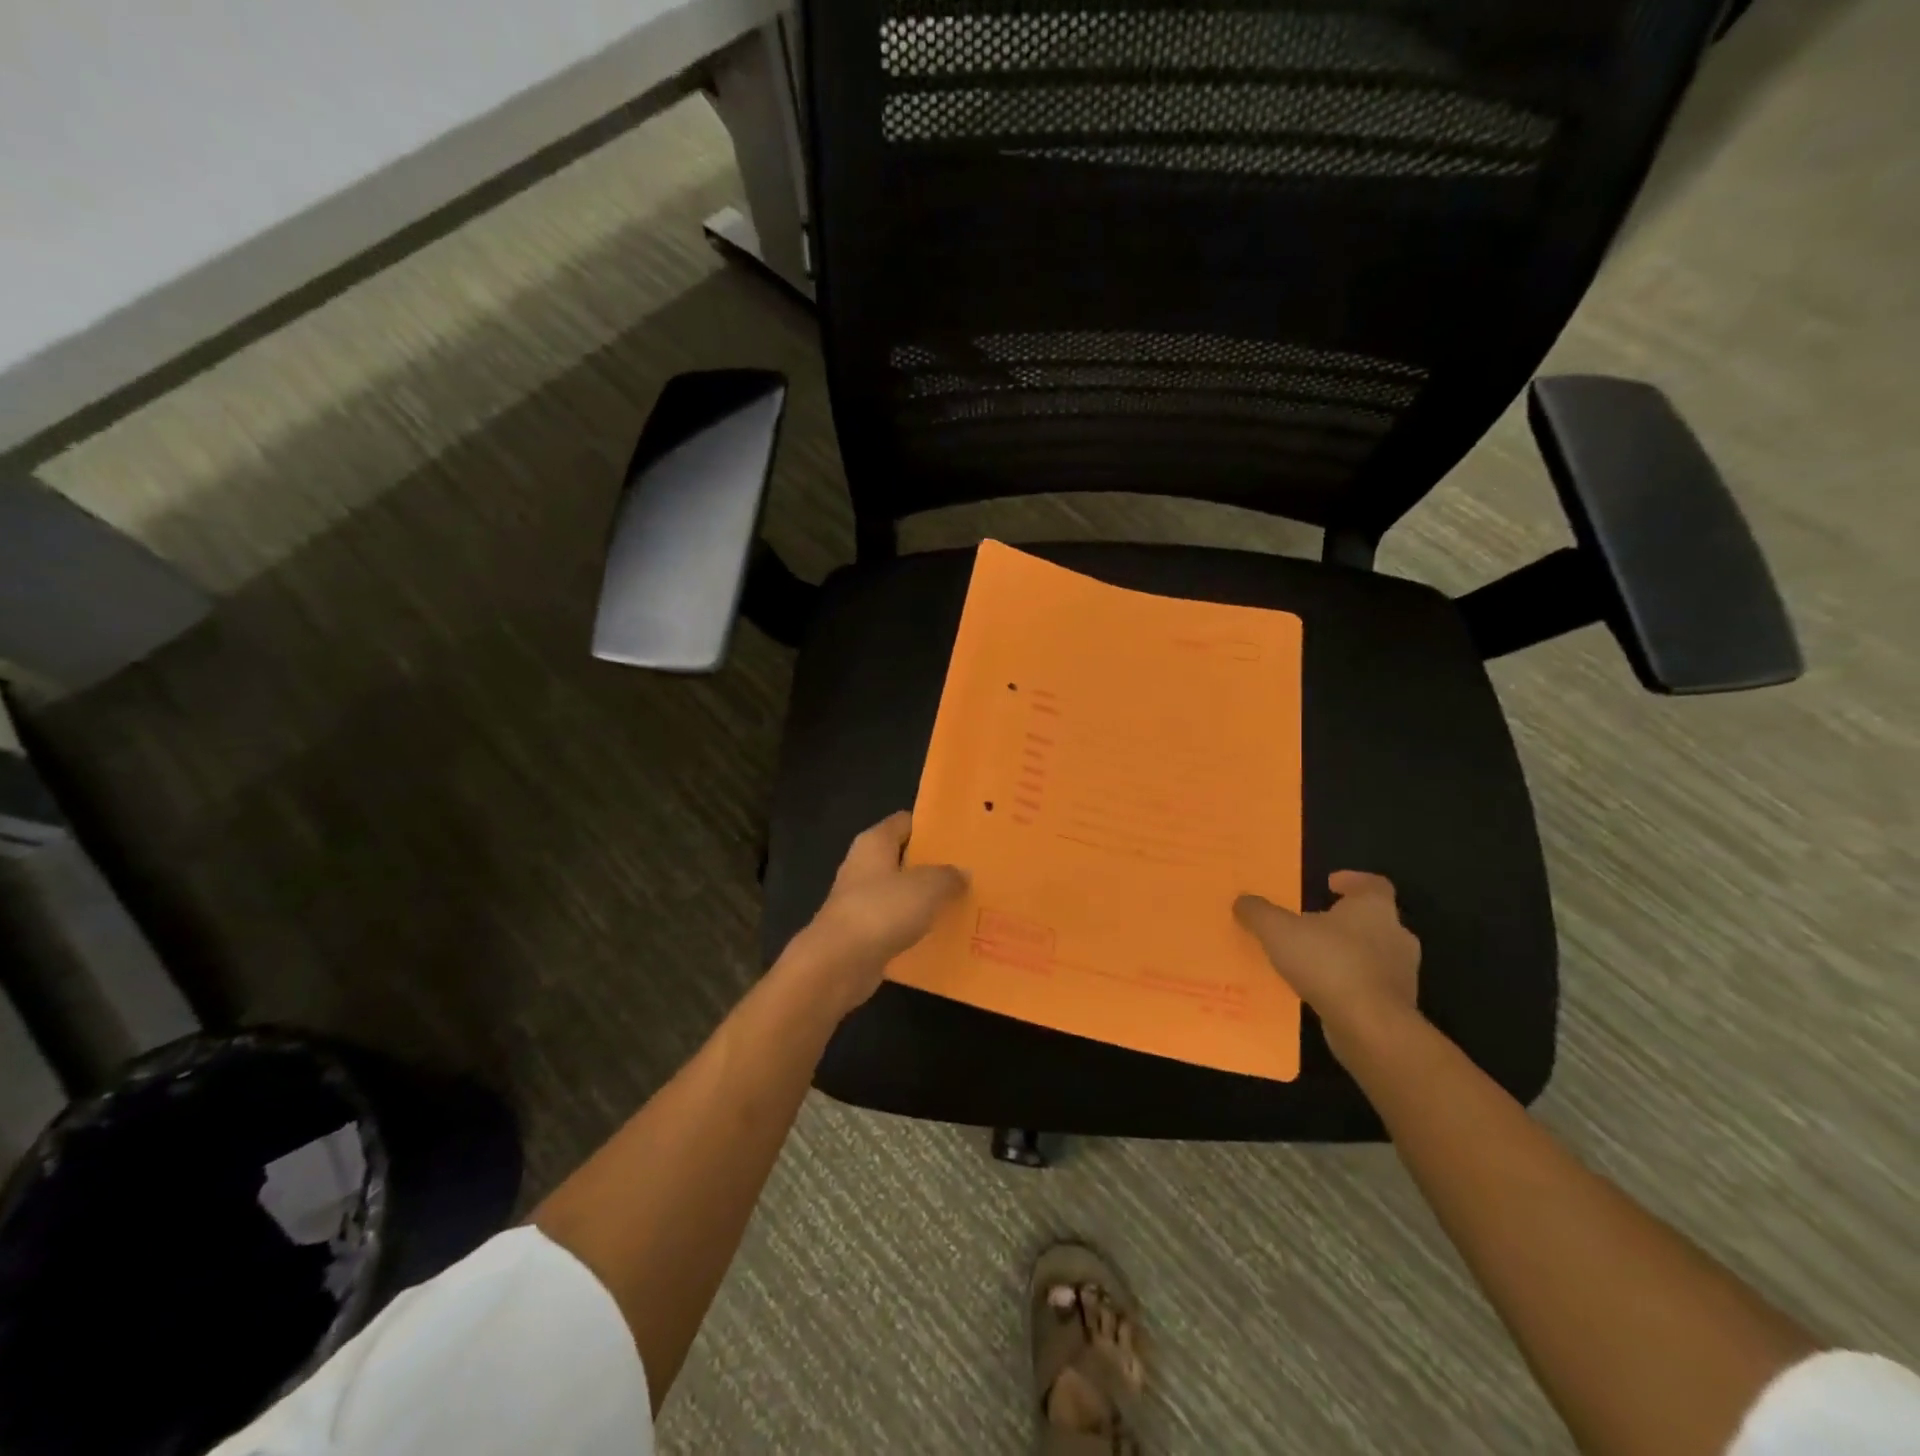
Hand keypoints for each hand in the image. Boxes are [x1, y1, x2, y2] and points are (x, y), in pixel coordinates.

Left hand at [790, 812, 966, 1014]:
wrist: (837, 964)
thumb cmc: (881, 911)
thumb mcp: (927, 887)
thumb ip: (948, 876)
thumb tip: (961, 873)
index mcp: (874, 843)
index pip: (906, 822)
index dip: (932, 827)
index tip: (961, 836)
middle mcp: (864, 866)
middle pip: (905, 858)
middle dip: (935, 865)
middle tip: (970, 871)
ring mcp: (861, 901)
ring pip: (902, 893)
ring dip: (927, 899)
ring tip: (964, 903)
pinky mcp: (862, 933)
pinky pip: (897, 923)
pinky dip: (916, 928)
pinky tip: (943, 934)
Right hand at [1234, 872, 1421, 1065]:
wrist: (1370, 1027)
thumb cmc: (1329, 963)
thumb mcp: (1278, 931)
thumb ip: (1259, 912)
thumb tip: (1242, 901)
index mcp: (1374, 908)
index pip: (1373, 884)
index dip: (1353, 881)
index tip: (1331, 884)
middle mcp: (1396, 936)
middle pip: (1374, 920)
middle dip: (1347, 921)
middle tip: (1315, 924)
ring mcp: (1402, 973)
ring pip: (1375, 955)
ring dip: (1349, 955)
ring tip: (1314, 961)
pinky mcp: (1398, 1006)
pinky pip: (1371, 986)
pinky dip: (1351, 985)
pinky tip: (1323, 992)